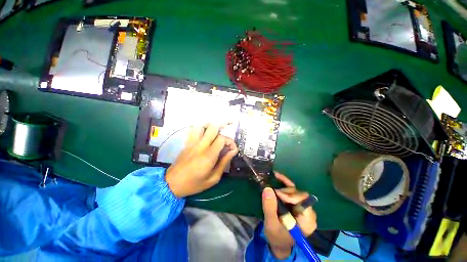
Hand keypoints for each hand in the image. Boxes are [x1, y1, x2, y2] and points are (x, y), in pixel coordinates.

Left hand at [165, 124, 238, 197]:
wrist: (171, 184)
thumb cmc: (194, 184)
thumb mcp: (213, 178)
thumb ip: (224, 163)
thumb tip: (233, 151)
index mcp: (208, 155)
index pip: (222, 139)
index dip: (230, 142)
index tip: (233, 149)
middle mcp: (200, 146)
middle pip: (213, 127)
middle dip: (223, 126)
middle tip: (228, 131)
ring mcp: (192, 143)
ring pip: (202, 126)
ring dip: (211, 125)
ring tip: (218, 129)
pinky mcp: (187, 143)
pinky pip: (193, 130)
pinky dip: (201, 127)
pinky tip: (205, 131)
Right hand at [262, 172, 316, 258]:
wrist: (278, 243)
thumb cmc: (277, 237)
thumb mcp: (271, 224)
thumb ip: (270, 208)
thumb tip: (267, 189)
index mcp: (307, 220)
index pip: (304, 202)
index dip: (290, 196)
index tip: (277, 194)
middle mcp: (307, 211)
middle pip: (299, 194)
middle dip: (286, 192)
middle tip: (273, 193)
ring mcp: (301, 206)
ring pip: (294, 190)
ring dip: (283, 188)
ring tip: (272, 190)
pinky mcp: (295, 202)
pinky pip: (291, 189)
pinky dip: (284, 182)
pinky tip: (277, 175)